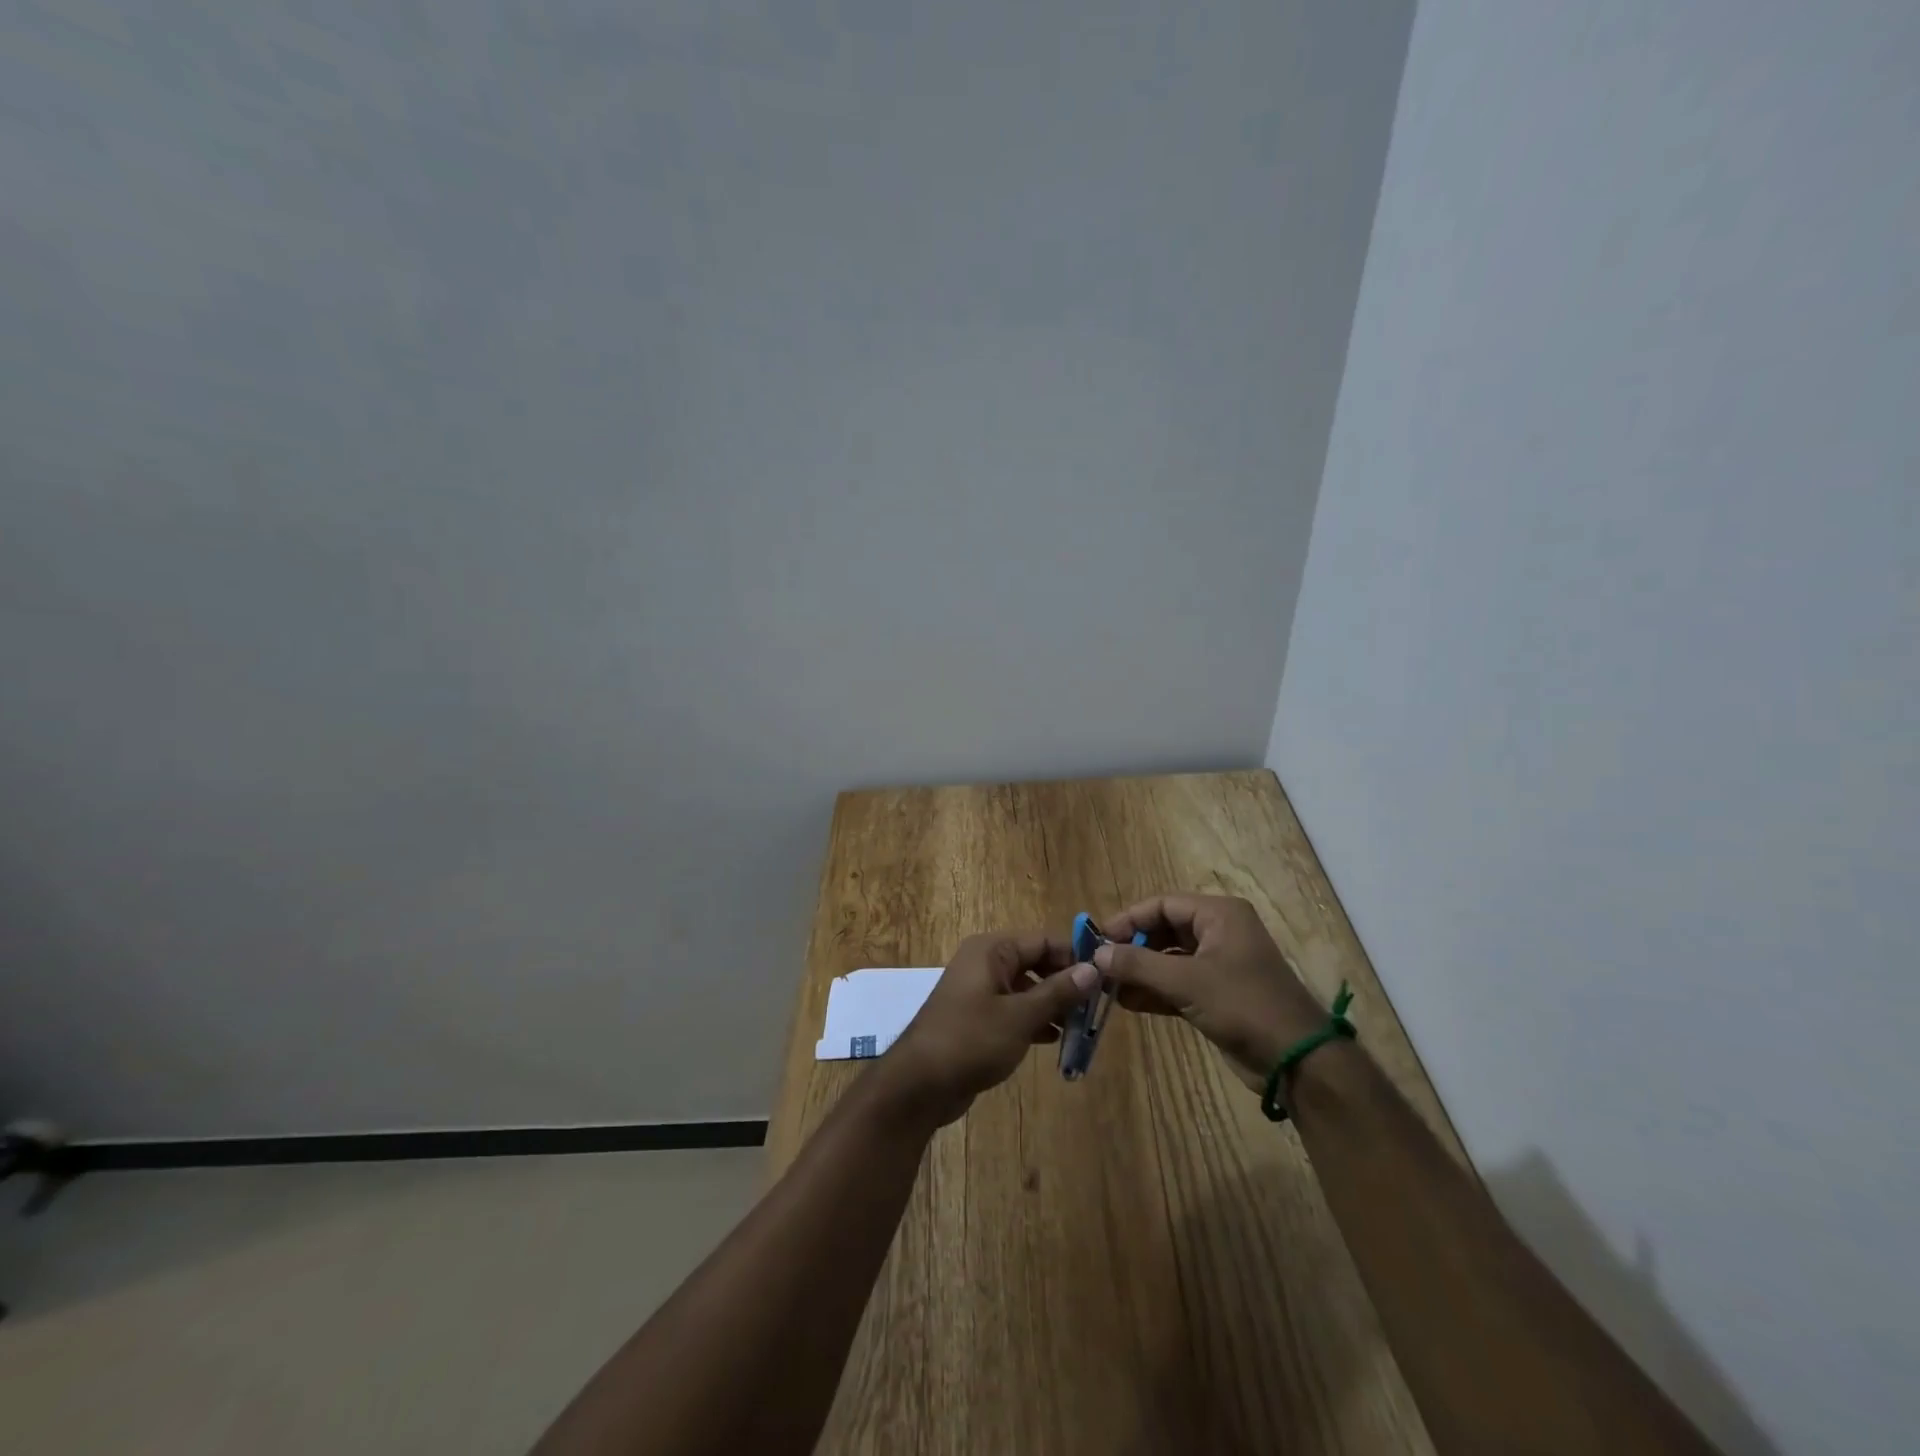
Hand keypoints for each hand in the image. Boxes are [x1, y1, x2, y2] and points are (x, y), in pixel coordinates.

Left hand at [880, 933, 1098, 1127]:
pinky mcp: (977, 1018)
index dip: (1074, 955)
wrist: (919, 1084)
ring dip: (1052, 1004)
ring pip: (1026, 988)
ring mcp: (979, 991)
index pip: (1042, 940)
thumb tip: (1093, 969)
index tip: (1106, 976)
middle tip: (1096, 1006)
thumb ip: (1058, 992)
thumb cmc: (971, 1040)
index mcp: (991, 950)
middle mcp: (985, 963)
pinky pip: (1014, 1009)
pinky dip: (1034, 1020)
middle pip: (1035, 962)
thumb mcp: (1020, 1016)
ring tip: (1081, 1026)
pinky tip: (1055, 1039)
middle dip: (1065, 983)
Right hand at [1096, 895, 1327, 1091]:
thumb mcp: (1186, 980)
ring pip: (1168, 959)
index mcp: (1219, 914)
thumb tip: (1096, 954)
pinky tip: (1126, 1003)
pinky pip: (1177, 983)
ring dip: (1140, 972)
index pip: (1162, 904)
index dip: (1128, 919)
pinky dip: (1154, 991)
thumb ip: (1138, 964)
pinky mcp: (1217, 994)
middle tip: (1099, 965)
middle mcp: (1219, 932)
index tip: (1097, 939)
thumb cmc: (1243, 1004)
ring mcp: (1219, 965)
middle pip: (1164, 930)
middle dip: (1132, 947)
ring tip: (1107, 987)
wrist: (1297, 1060)